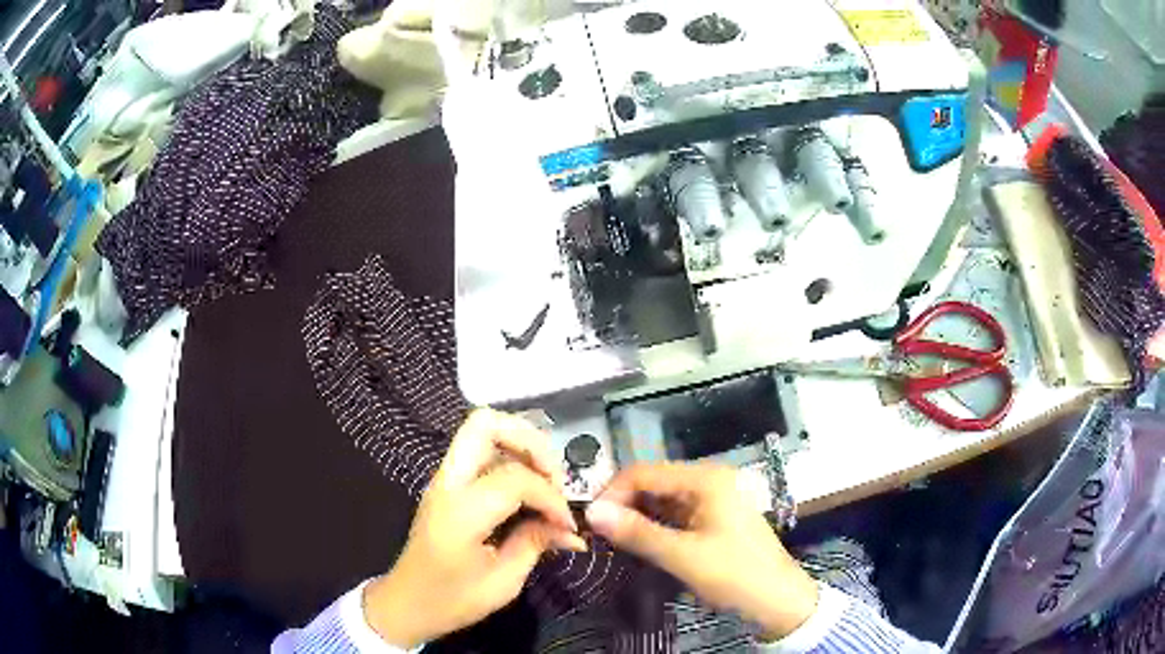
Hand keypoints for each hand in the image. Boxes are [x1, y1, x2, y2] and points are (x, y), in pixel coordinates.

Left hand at [363, 409, 585, 648]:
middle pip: (485, 424)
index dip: (551, 497)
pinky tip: (528, 490)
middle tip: (554, 477)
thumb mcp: (503, 582)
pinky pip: (479, 452)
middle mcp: (448, 484)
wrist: (406, 604)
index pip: (515, 478)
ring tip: (545, 482)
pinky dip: (509, 457)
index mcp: (461, 512)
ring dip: (520, 445)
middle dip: (530, 440)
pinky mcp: (446, 485)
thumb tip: (571, 530)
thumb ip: (536, 544)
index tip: (567, 526)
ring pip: (481, 430)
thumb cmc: (452, 600)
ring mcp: (443, 480)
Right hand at [585, 463, 818, 640]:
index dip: (613, 493)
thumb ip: (636, 532)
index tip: (591, 523)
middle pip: (654, 483)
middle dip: (624, 506)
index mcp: (706, 479)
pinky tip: (642, 544)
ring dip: (638, 518)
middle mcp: (710, 480)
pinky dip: (656, 527)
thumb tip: (591, 512)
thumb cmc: (735, 575)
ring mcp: (714, 499)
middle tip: (600, 535)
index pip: (644, 472)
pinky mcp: (715, 518)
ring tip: (616, 542)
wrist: (778, 601)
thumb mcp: (683, 556)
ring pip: (663, 500)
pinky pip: (676, 515)